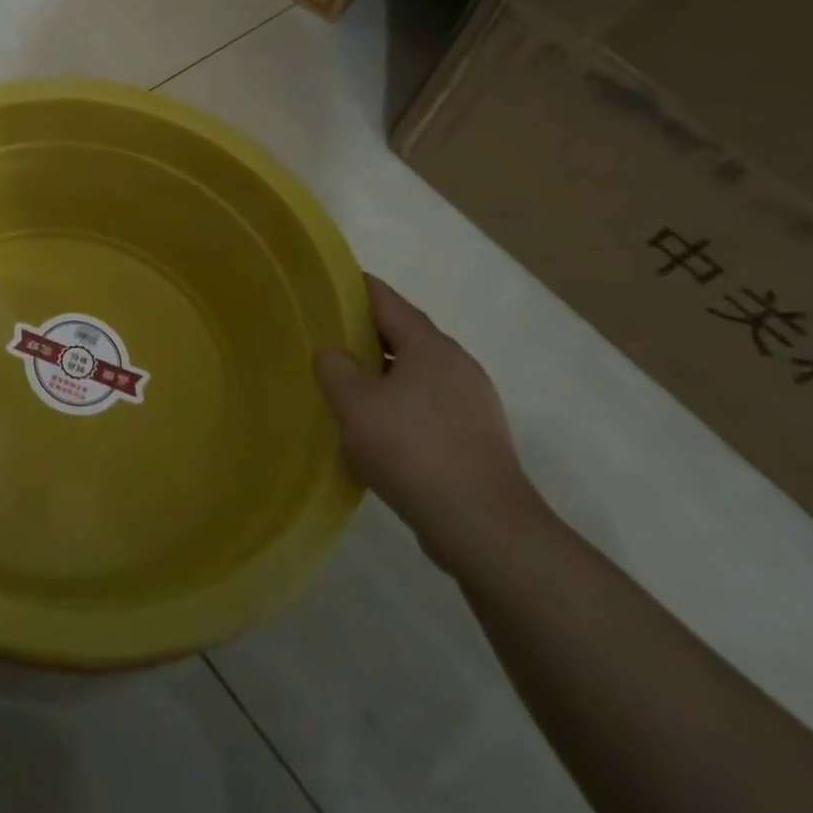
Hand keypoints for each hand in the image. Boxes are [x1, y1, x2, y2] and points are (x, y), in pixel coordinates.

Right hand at [314, 275, 545, 567]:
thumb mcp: (354, 404)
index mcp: (430, 346)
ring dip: (384, 374)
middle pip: (405, 335)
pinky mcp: (477, 438)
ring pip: (418, 373)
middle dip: (367, 334)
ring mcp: (474, 403)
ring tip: (347, 385)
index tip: (327, 285)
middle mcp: (457, 365)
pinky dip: (401, 404)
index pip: (387, 300)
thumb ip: (335, 368)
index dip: (355, 288)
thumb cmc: (412, 450)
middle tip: (327, 337)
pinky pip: (429, 405)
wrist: (485, 528)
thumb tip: (334, 354)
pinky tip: (379, 429)